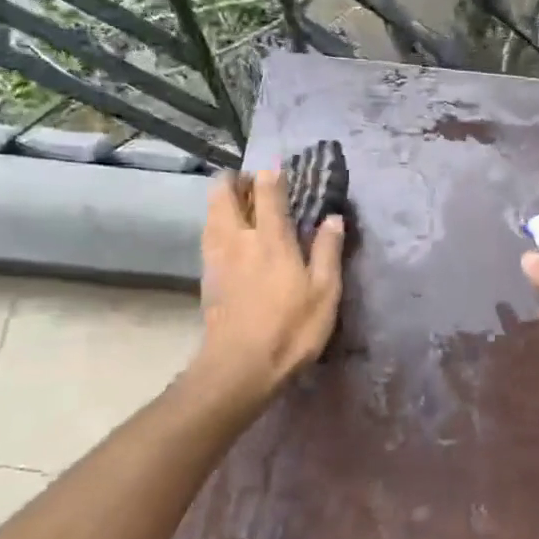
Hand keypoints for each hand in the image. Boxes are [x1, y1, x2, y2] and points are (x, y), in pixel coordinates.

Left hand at [199, 170, 344, 392]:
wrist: (238, 368)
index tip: (281, 170)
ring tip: (243, 207)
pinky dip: (218, 225)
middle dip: (235, 179)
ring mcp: (216, 257)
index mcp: (270, 239)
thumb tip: (333, 218)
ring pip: (210, 213)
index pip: (267, 191)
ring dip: (223, 201)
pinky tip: (231, 239)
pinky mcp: (206, 277)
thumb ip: (327, 250)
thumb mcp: (324, 292)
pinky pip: (208, 235)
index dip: (273, 175)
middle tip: (255, 184)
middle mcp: (237, 239)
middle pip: (222, 193)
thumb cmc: (290, 329)